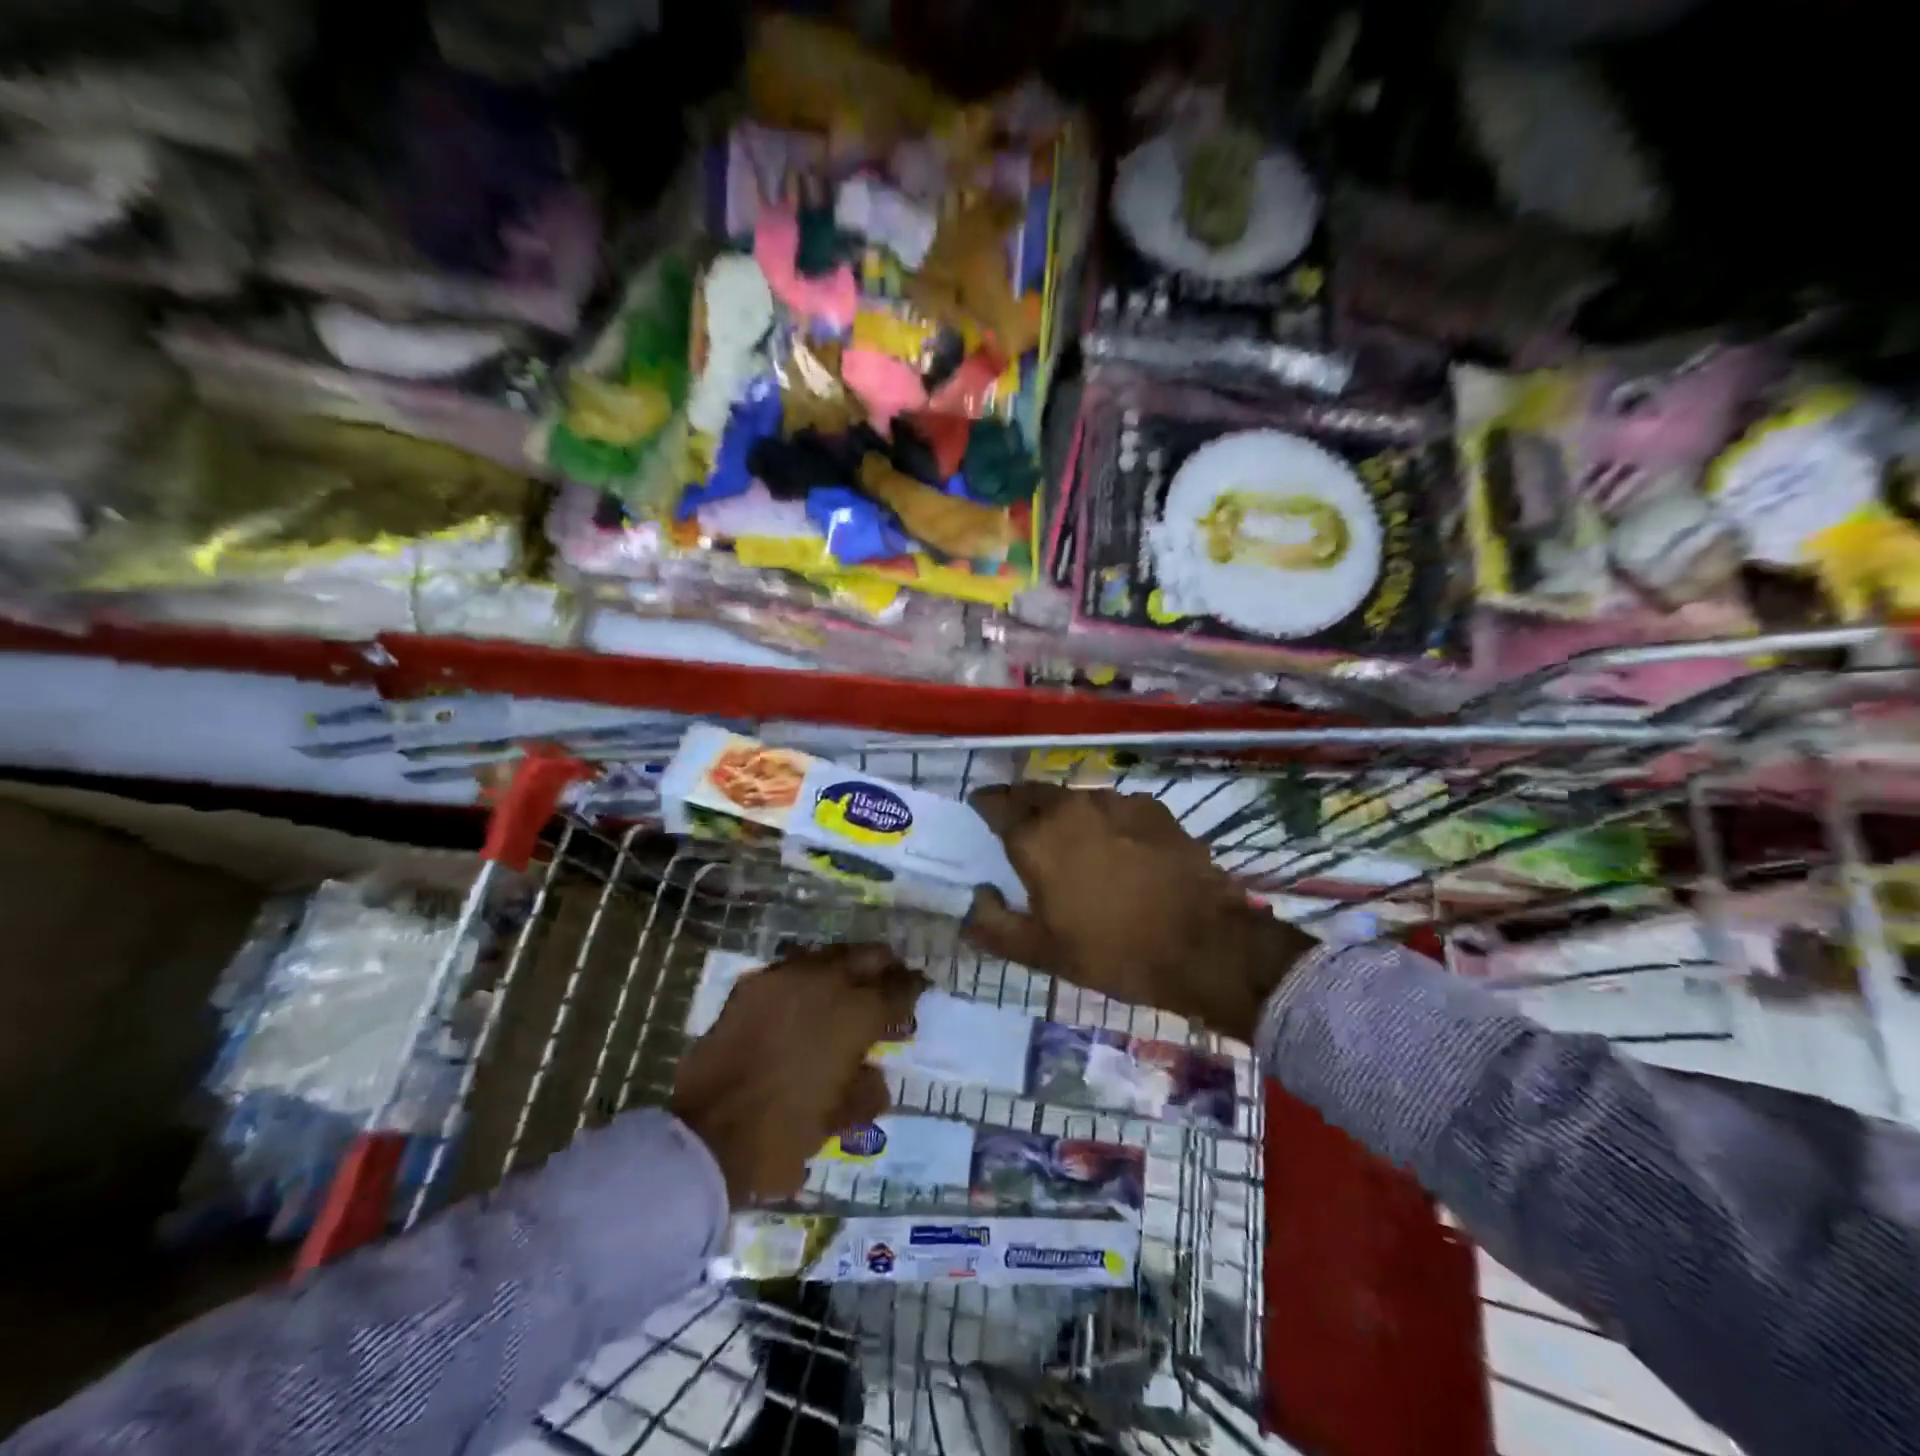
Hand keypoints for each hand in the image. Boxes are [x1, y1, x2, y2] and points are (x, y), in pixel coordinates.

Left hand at [671, 943, 924, 1205]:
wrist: (705, 1137)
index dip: (913, 989)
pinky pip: (792, 966)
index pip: (897, 990)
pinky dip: (808, 975)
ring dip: (846, 965)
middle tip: (892, 979)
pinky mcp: (752, 985)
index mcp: (854, 1016)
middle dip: (885, 966)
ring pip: (829, 954)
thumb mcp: (837, 1122)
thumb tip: (874, 1074)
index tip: (921, 989)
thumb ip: (866, 1092)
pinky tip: (808, 992)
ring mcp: (784, 978)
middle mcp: (825, 984)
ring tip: (850, 983)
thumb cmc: (781, 1136)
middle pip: (867, 957)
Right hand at [964, 784, 1312, 1041]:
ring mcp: (1116, 802)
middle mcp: (1071, 807)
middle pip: (1034, 793)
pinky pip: (1114, 807)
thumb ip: (994, 925)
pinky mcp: (1153, 808)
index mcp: (1036, 837)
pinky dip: (1105, 820)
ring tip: (1071, 840)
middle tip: (1020, 825)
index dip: (984, 806)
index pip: (995, 804)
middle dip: (1021, 803)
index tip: (979, 812)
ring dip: (1064, 813)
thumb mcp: (1041, 953)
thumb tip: (975, 898)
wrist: (1205, 945)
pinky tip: (1117, 847)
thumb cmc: (1113, 952)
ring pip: (1075, 799)